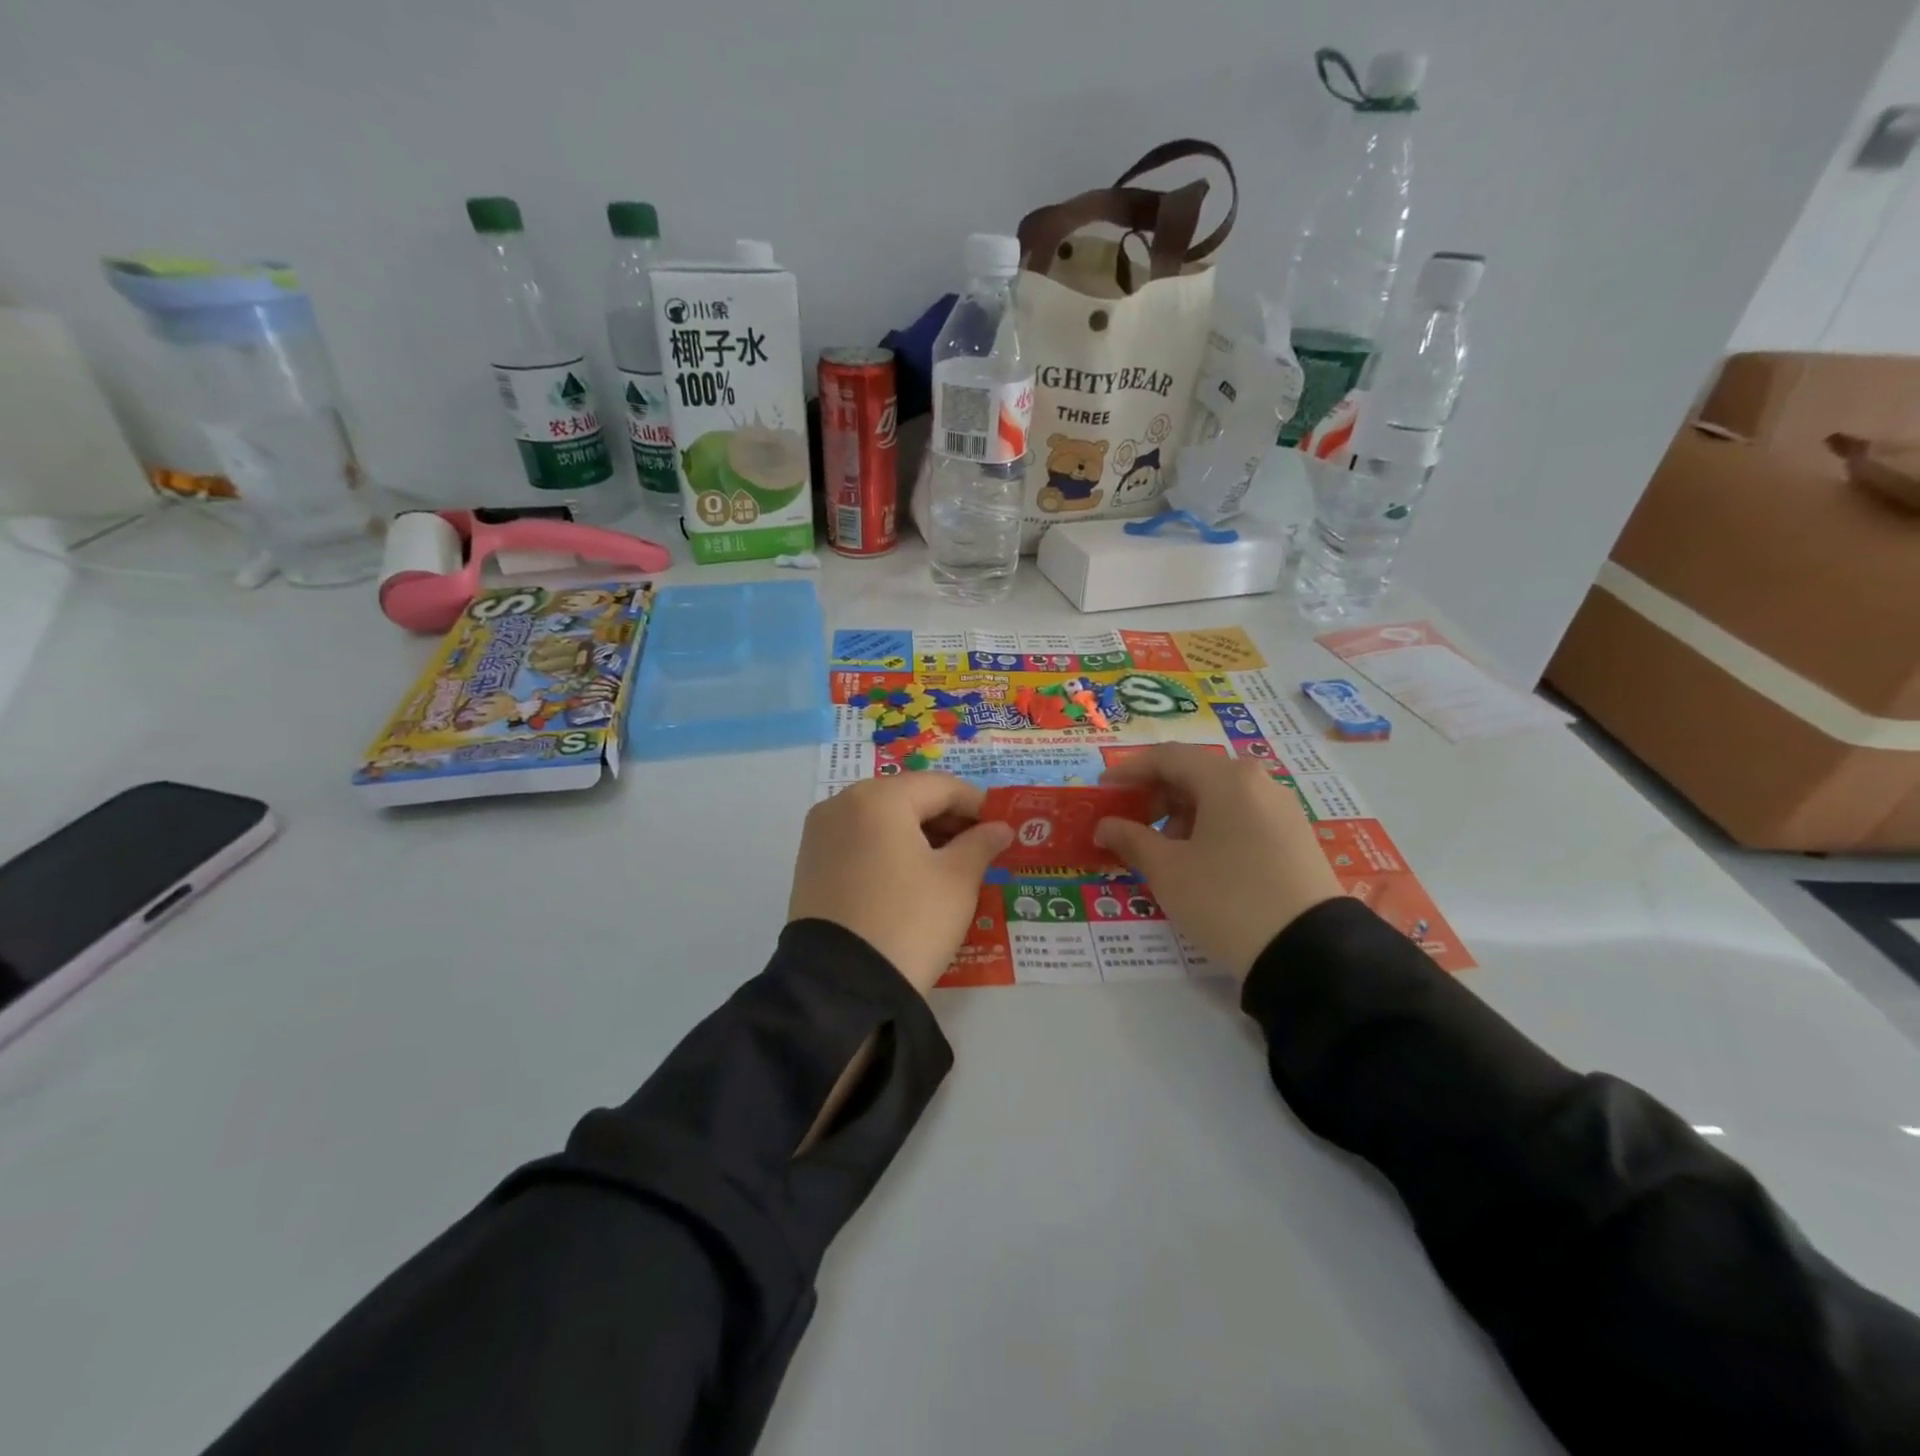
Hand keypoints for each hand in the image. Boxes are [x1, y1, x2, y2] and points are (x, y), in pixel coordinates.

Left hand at [788, 774, 1012, 994]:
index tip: (1002, 828)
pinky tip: (911, 877)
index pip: (941, 787)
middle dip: (947, 819)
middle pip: (908, 798)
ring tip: (950, 865)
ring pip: (882, 819)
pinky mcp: (810, 863)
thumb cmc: (908, 922)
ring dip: (919, 834)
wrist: (841, 988)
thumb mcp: (957, 881)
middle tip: (980, 849)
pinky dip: (889, 849)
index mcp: (879, 798)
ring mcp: (820, 833)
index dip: (978, 804)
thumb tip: (1000, 827)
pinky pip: (860, 841)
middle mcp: (842, 803)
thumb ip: (981, 844)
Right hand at [1094, 746, 1341, 979]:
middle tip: (1128, 823)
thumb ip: (1131, 839)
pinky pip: (1241, 818)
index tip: (1102, 791)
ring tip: (1162, 851)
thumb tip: (1105, 826)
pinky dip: (1210, 828)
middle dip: (1155, 796)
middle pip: (1195, 774)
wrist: (1307, 952)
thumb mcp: (1168, 870)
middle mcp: (1258, 783)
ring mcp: (1282, 810)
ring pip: (1219, 798)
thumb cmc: (1225, 899)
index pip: (1167, 757)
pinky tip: (1198, 862)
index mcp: (1226, 779)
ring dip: (1181, 815)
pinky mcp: (1295, 838)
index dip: (1128, 771)